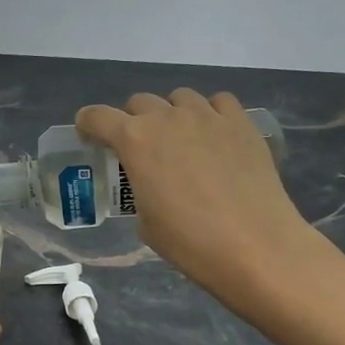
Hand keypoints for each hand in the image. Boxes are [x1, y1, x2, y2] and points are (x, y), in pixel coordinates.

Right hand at [76, 89, 319, 307]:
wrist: (256, 247)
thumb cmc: (190, 242)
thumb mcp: (145, 221)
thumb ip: (140, 189)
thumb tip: (154, 184)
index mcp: (134, 140)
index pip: (97, 116)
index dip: (88, 125)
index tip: (90, 137)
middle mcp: (168, 118)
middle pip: (139, 102)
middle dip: (132, 120)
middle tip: (140, 148)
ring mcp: (208, 116)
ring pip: (179, 97)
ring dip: (172, 113)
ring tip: (181, 140)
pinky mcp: (241, 124)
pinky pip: (219, 103)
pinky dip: (210, 113)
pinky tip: (215, 136)